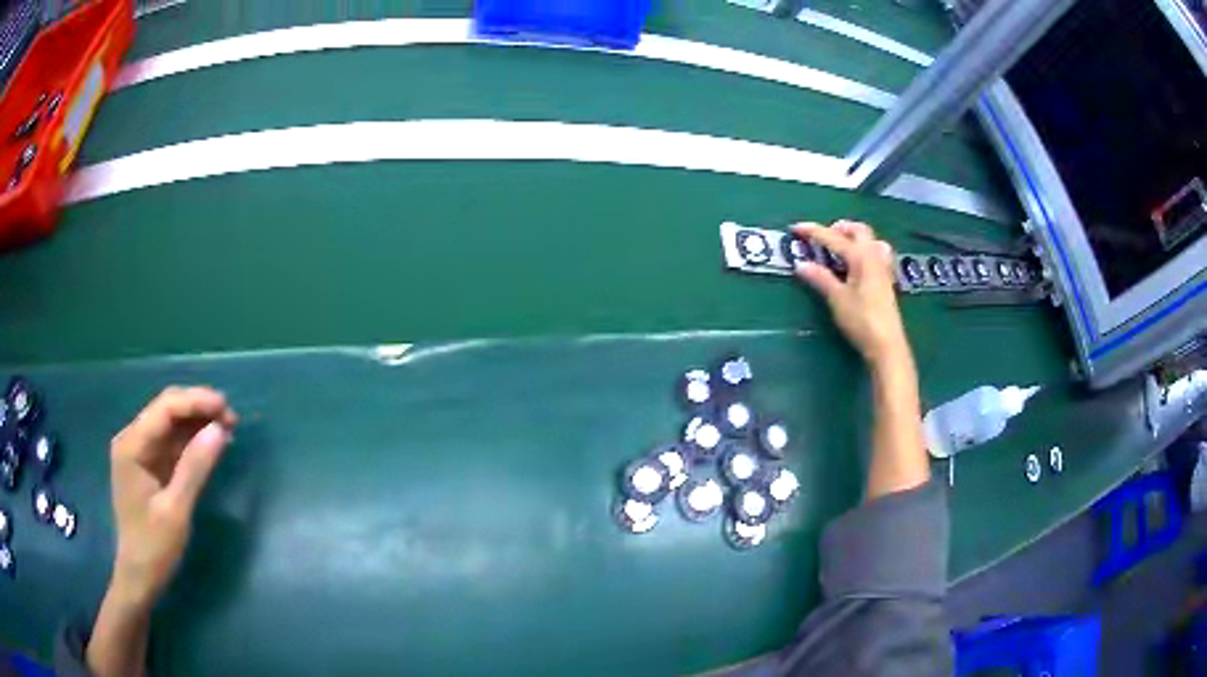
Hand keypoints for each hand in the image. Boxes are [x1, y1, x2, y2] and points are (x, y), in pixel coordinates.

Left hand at [108, 387, 236, 606]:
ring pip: (171, 424)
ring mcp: (140, 452)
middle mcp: (133, 439)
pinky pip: (171, 443)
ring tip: (227, 429)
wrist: (140, 576)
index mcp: (132, 445)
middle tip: (231, 419)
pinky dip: (192, 441)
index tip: (225, 407)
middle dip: (198, 409)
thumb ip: (195, 468)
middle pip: (167, 410)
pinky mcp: (149, 465)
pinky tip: (211, 445)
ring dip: (197, 423)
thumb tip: (219, 430)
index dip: (195, 402)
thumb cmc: (154, 546)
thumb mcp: (176, 510)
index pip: (165, 408)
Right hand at [792, 221, 910, 366]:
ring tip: (842, 247)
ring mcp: (883, 268)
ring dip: (855, 237)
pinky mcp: (887, 280)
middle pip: (859, 230)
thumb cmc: (862, 320)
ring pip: (871, 240)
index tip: (795, 228)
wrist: (887, 344)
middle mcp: (874, 256)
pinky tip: (858, 265)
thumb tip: (801, 264)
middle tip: (824, 237)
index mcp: (861, 256)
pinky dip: (865, 250)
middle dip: (840, 228)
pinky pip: (877, 254)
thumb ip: (820, 278)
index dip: (813, 232)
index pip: (833, 237)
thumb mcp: (837, 299)